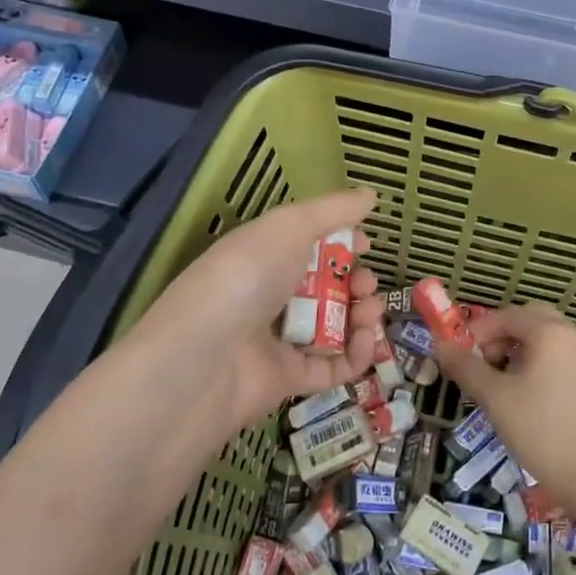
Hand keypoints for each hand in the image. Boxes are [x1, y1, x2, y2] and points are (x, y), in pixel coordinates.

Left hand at [131, 187, 385, 437]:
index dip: (341, 242)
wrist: (205, 359)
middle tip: (366, 284)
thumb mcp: (289, 227)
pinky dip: (356, 354)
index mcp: (265, 254)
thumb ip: (333, 210)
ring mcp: (279, 339)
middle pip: (327, 286)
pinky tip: (366, 340)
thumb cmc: (246, 276)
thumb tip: (371, 195)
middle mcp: (270, 294)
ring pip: (334, 326)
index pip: (309, 244)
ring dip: (362, 315)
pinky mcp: (290, 379)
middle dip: (356, 280)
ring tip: (370, 311)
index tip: (367, 244)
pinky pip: (333, 366)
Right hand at [435, 302, 575, 521]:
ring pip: (549, 341)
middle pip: (532, 320)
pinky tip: (532, 400)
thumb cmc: (540, 431)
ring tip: (503, 383)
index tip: (460, 356)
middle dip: (503, 335)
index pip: (507, 315)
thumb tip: (442, 346)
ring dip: (522, 350)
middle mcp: (574, 337)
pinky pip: (564, 362)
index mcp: (551, 332)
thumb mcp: (495, 397)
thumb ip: (466, 367)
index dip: (478, 331)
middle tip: (484, 362)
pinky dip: (543, 367)